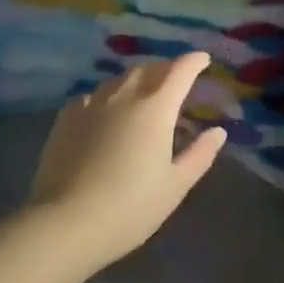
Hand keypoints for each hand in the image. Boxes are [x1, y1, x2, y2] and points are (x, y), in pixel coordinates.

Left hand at [27, 52, 226, 269]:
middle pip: (148, 69)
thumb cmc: (130, 207)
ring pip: (118, 79)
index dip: (194, 61)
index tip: (203, 59)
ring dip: (136, 78)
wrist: (66, 223)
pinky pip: (92, 96)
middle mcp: (124, 96)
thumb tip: (217, 131)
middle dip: (165, 68)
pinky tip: (104, 111)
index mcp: (156, 108)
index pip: (180, 71)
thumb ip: (199, 155)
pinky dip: (107, 96)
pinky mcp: (66, 118)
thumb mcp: (175, 186)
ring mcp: (92, 104)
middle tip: (175, 78)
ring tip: (142, 91)